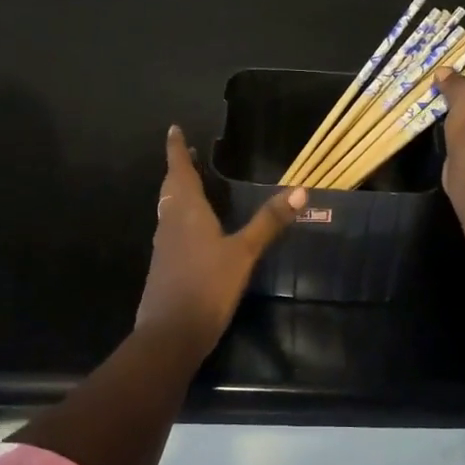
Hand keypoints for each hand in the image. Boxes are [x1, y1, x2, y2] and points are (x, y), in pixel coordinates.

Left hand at [135, 125, 305, 359]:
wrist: (170, 334)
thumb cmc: (207, 286)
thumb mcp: (244, 253)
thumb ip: (268, 222)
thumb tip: (300, 190)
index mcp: (187, 212)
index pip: (180, 171)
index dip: (177, 150)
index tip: (173, 130)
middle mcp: (170, 224)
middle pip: (171, 188)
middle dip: (179, 169)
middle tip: (188, 154)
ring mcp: (164, 247)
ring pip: (168, 209)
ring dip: (178, 192)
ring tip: (191, 184)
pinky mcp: (164, 267)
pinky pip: (171, 229)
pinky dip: (179, 217)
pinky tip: (192, 230)